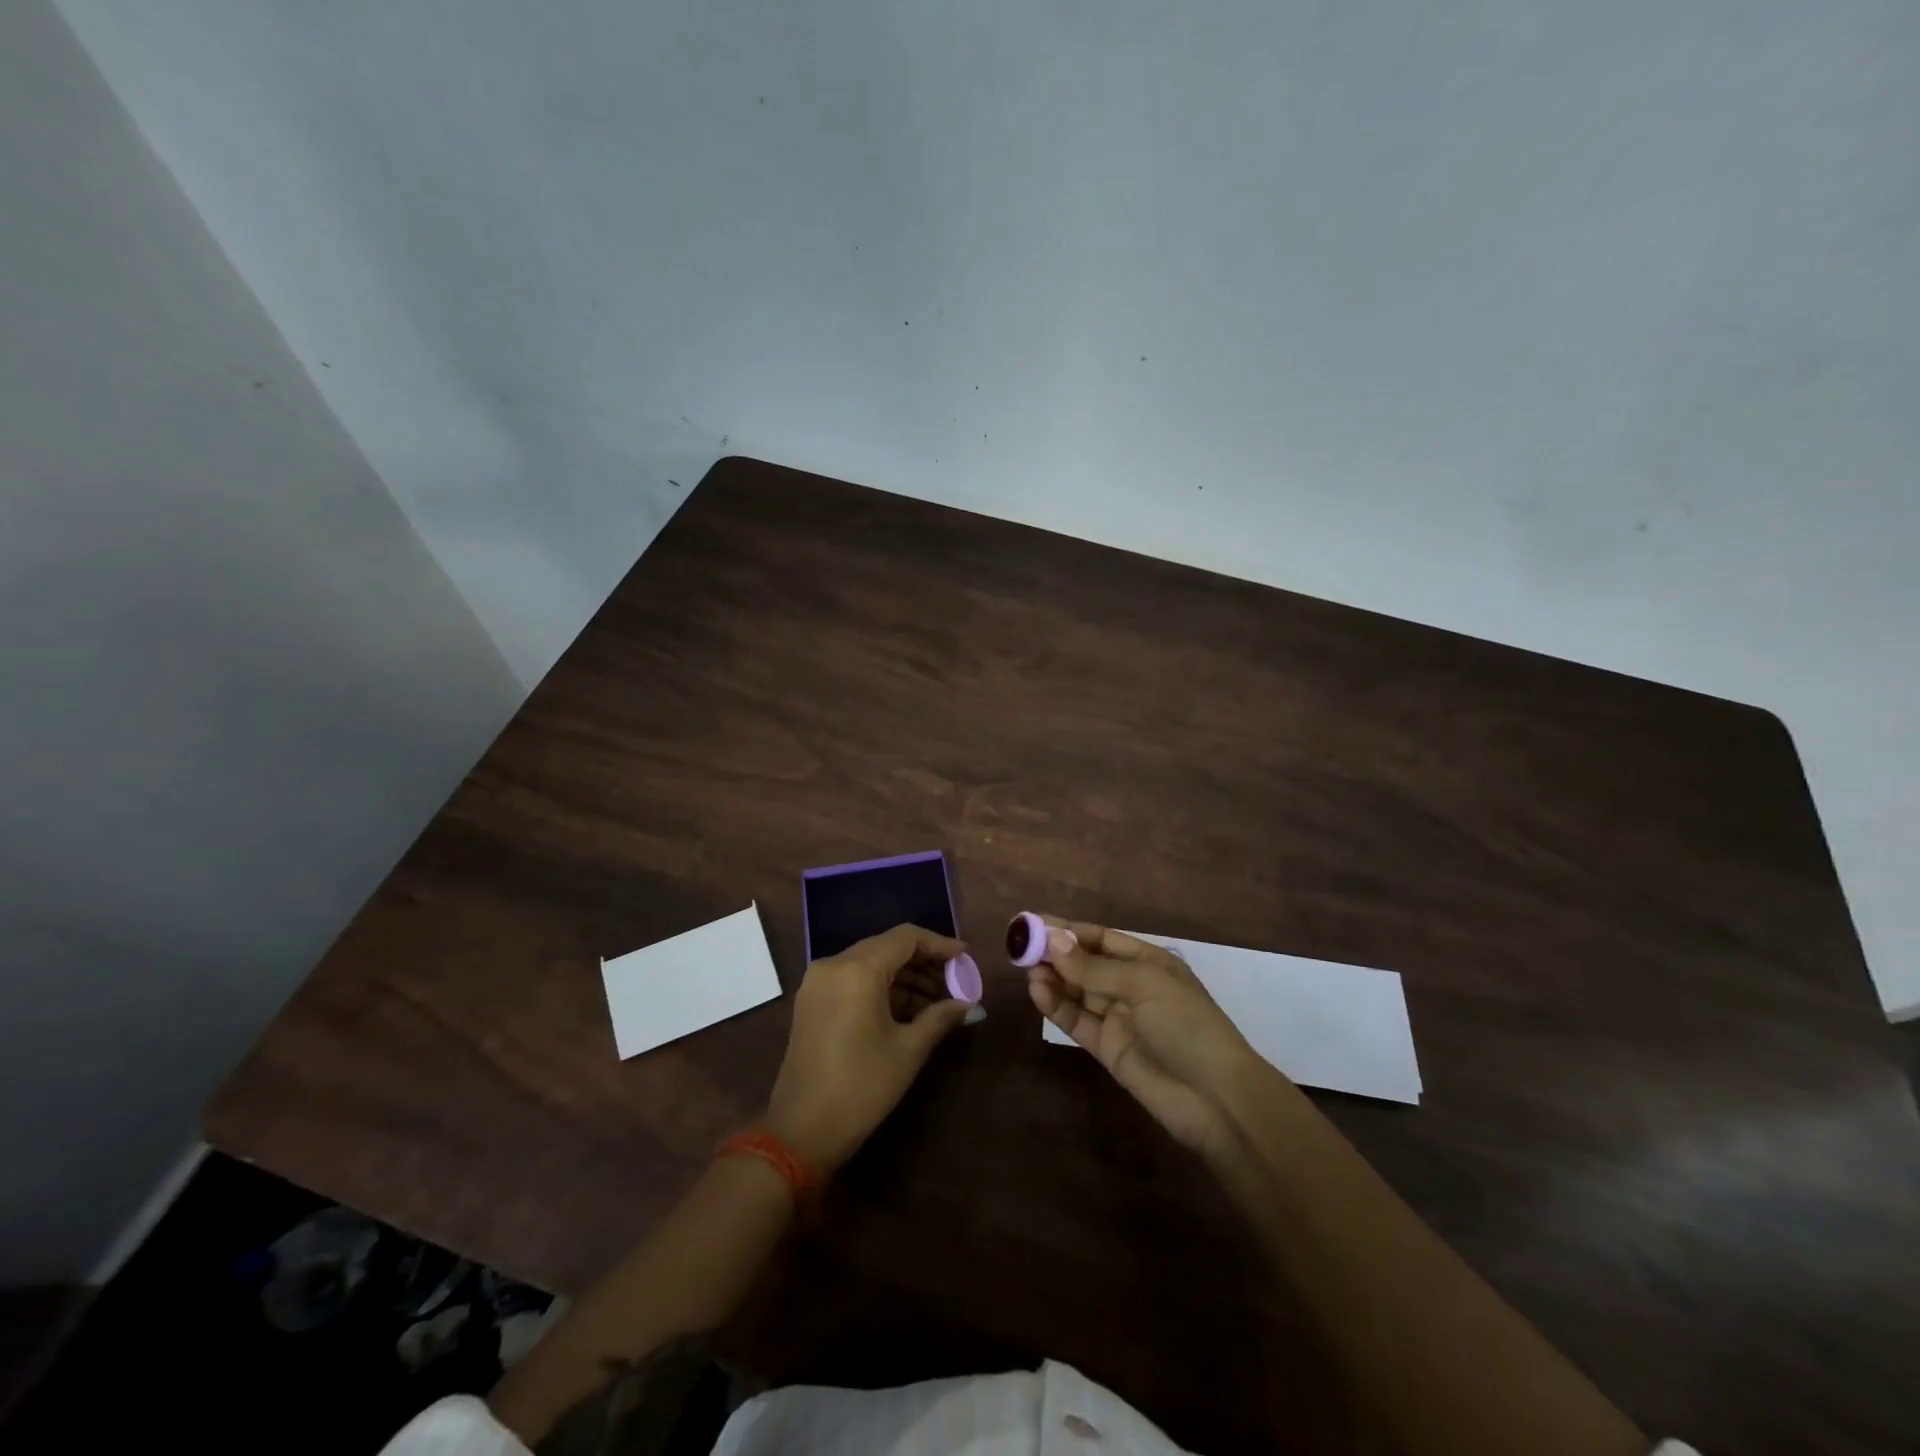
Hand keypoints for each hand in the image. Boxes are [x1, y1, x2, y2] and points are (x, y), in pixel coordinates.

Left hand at [766, 924, 972, 1175]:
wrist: (801, 1131)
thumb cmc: (862, 1087)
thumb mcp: (908, 1050)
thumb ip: (941, 1017)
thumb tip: (971, 1005)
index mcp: (858, 969)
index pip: (906, 938)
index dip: (939, 944)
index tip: (965, 958)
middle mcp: (834, 964)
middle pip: (887, 947)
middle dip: (924, 962)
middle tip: (955, 984)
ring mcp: (818, 982)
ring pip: (870, 962)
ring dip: (904, 977)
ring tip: (937, 1002)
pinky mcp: (811, 1000)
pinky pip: (853, 978)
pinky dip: (881, 987)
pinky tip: (907, 1009)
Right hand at [1027, 916, 1269, 1156]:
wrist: (1216, 1099)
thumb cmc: (1186, 1025)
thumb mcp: (1142, 985)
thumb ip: (1094, 968)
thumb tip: (1053, 941)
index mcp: (1148, 962)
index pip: (1101, 939)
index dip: (1069, 931)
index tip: (1034, 923)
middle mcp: (1130, 986)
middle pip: (1085, 964)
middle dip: (1055, 954)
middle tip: (1020, 946)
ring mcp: (1118, 1018)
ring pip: (1077, 992)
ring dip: (1053, 979)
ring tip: (1027, 970)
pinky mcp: (1107, 1048)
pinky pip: (1077, 1021)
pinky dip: (1057, 1007)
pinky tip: (1038, 993)